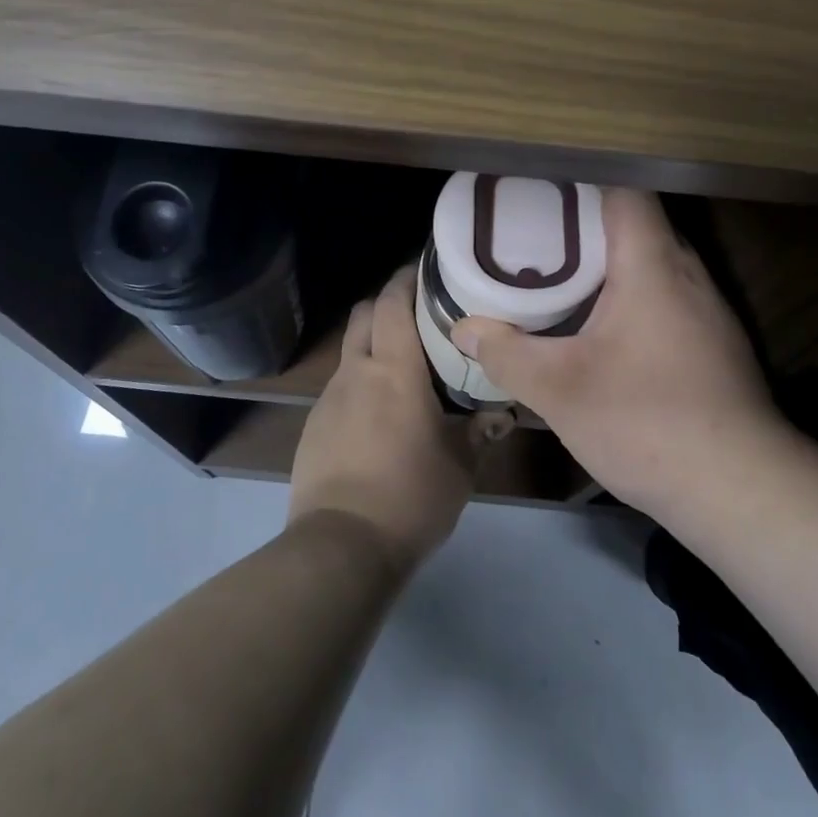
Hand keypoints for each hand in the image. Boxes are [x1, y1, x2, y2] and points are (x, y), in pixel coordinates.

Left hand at [288, 265, 481, 570]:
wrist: (341, 546)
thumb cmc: (411, 495)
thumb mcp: (459, 465)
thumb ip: (480, 432)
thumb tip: (504, 414)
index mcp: (393, 369)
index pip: (393, 301)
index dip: (406, 278)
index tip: (427, 270)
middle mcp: (356, 371)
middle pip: (364, 314)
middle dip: (387, 304)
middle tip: (420, 315)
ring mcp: (329, 398)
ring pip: (350, 351)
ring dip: (373, 346)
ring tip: (403, 368)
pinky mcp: (313, 426)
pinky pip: (340, 388)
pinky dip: (360, 384)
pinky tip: (379, 415)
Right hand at [451, 188, 782, 517]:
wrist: (740, 490)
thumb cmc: (646, 422)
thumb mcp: (559, 390)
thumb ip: (506, 354)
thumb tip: (464, 329)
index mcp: (652, 264)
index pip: (624, 190)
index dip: (580, 181)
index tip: (538, 190)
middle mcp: (687, 273)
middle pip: (636, 222)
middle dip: (584, 222)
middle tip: (533, 233)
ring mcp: (709, 308)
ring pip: (653, 261)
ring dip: (609, 261)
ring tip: (558, 273)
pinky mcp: (714, 342)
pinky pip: (666, 293)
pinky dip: (630, 293)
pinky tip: (601, 326)